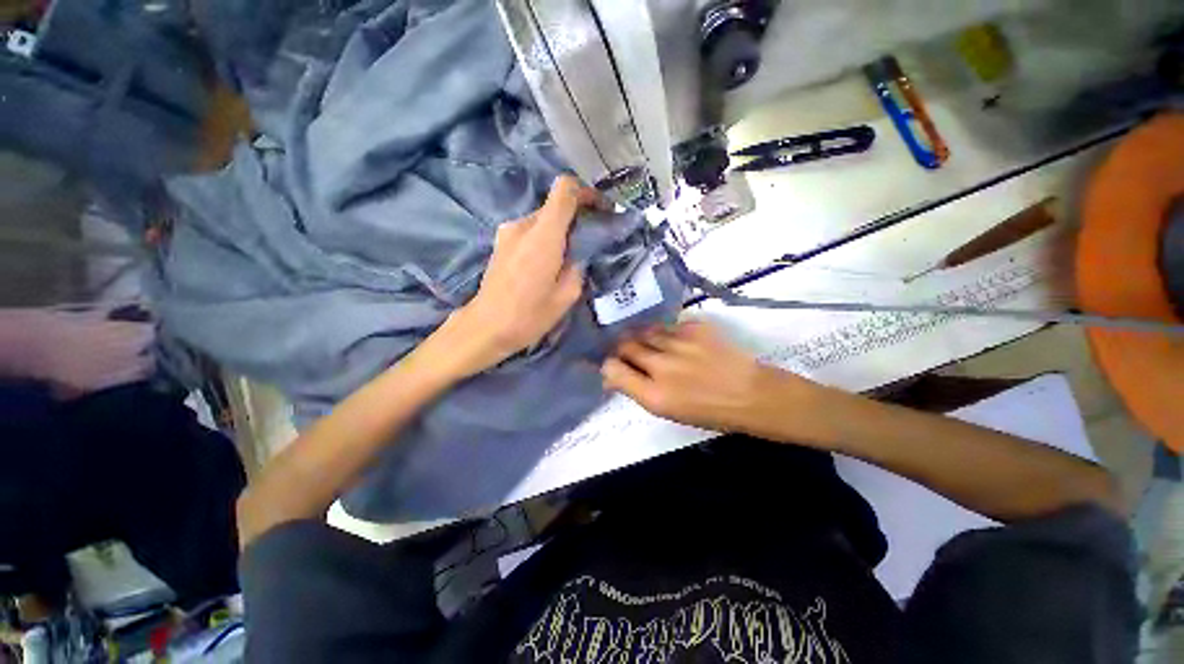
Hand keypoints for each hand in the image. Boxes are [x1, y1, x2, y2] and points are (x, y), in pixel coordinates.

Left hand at [429, 175, 600, 378]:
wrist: (486, 327)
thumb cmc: (529, 315)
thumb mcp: (567, 295)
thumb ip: (578, 266)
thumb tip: (580, 253)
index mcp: (543, 235)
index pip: (565, 189)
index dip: (586, 192)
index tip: (600, 209)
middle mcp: (523, 225)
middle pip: (555, 204)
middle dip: (576, 217)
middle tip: (590, 240)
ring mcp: (507, 232)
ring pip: (542, 219)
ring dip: (559, 230)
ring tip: (568, 257)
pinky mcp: (500, 242)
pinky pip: (529, 230)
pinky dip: (544, 238)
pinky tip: (548, 263)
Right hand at [601, 320, 813, 432]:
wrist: (753, 395)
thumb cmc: (710, 412)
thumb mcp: (669, 411)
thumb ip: (638, 390)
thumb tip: (615, 375)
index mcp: (654, 395)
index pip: (612, 369)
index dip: (608, 365)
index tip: (614, 366)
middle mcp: (661, 366)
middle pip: (625, 345)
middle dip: (622, 348)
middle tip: (629, 351)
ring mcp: (679, 343)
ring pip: (644, 331)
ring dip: (642, 337)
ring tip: (651, 343)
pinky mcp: (695, 327)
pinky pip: (667, 324)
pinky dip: (665, 332)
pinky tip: (674, 340)